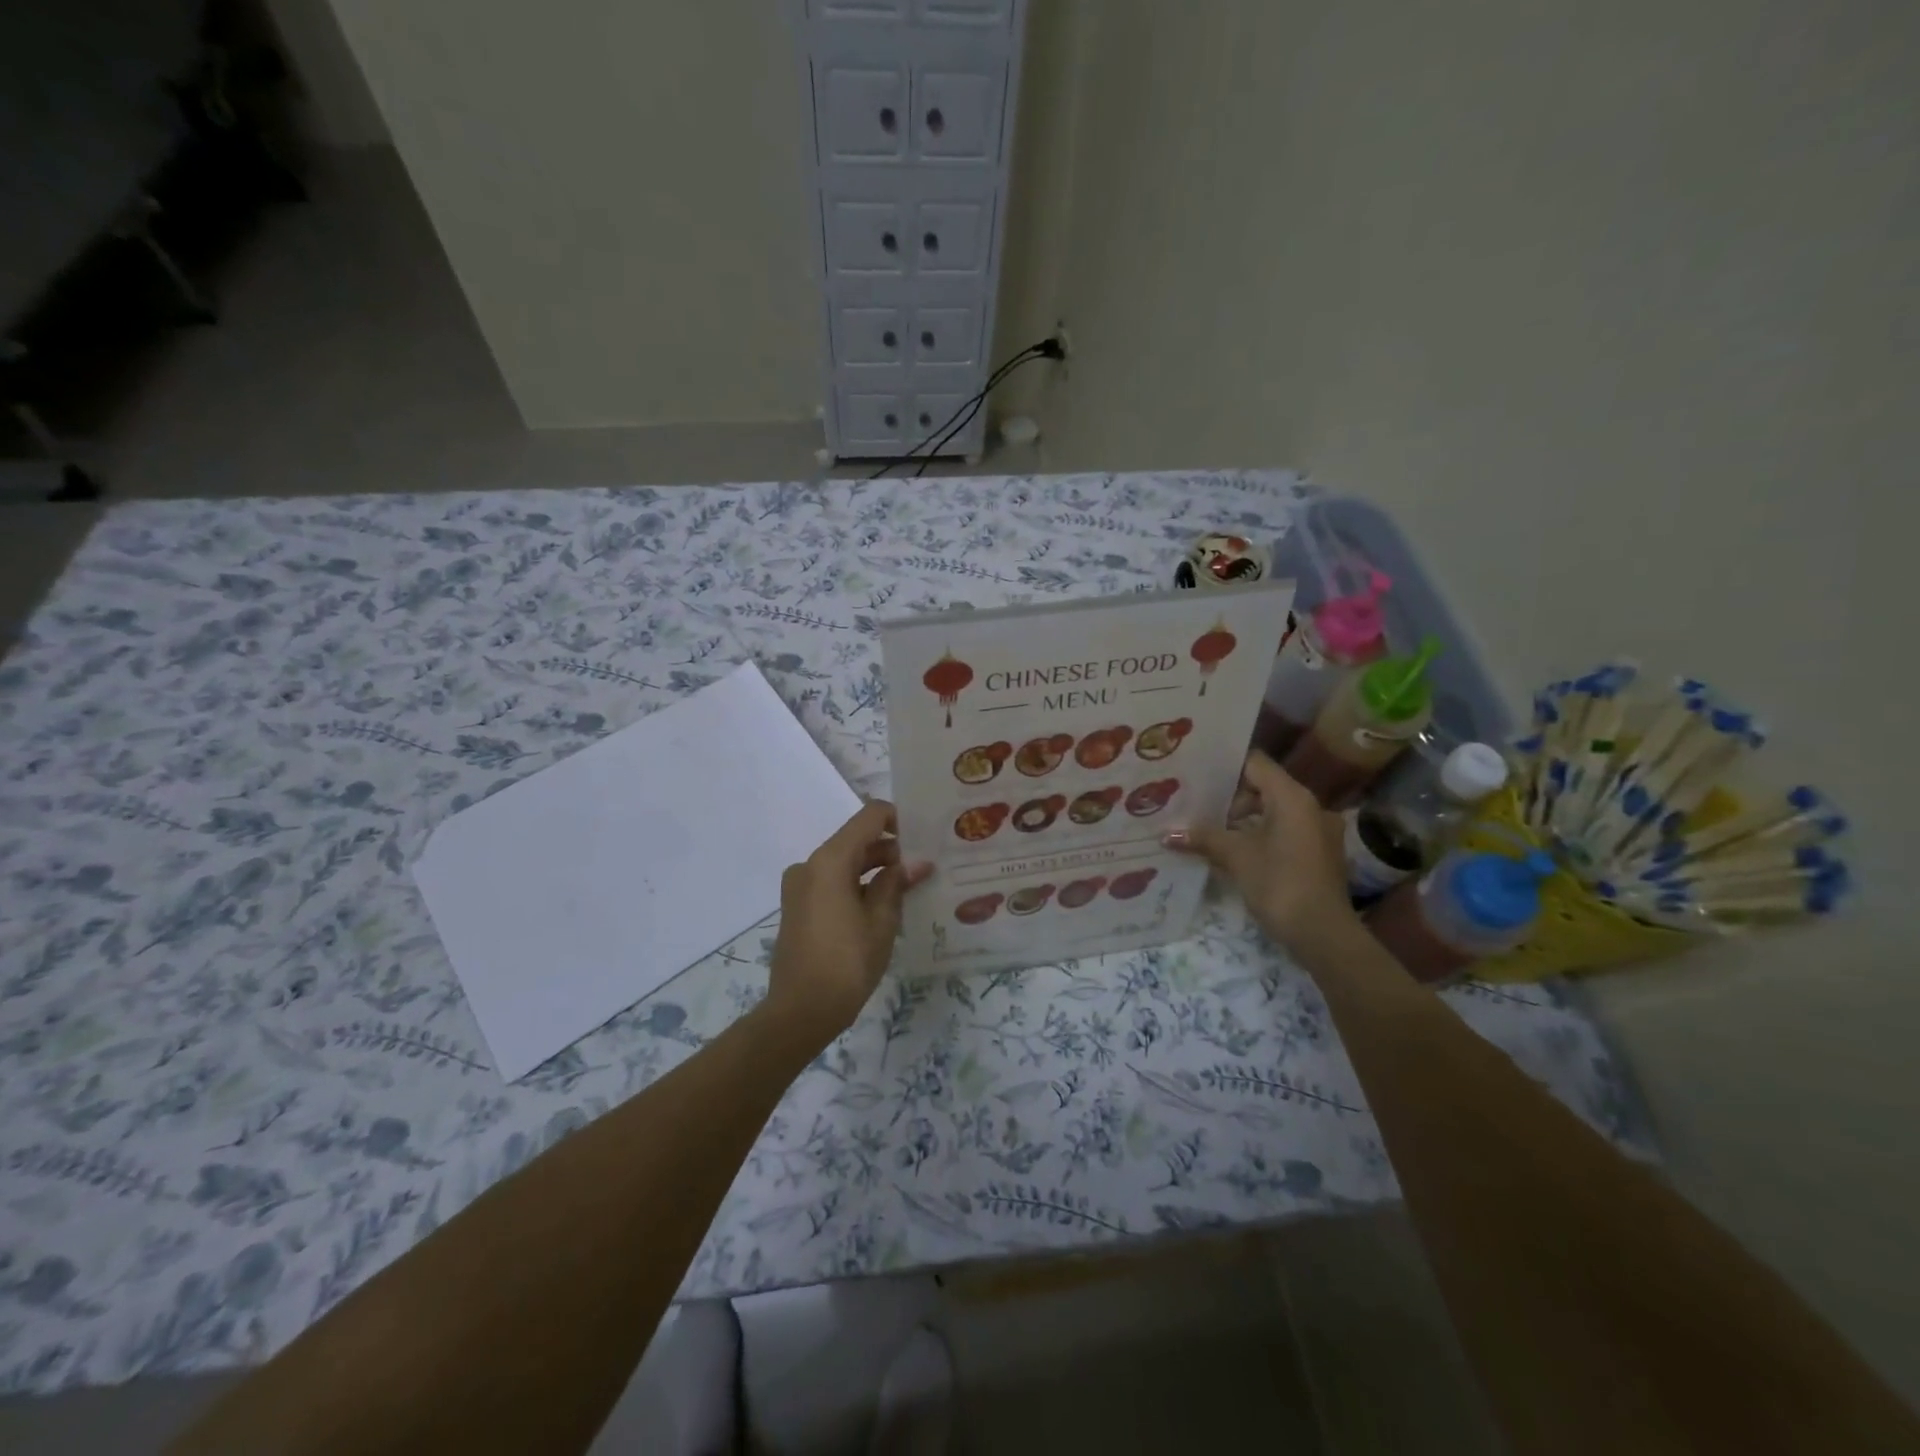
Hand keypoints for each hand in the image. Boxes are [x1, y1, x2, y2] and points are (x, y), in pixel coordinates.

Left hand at [765, 801, 931, 1045]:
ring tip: (910, 886)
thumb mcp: (881, 921)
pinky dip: (857, 885)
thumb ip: (897, 883)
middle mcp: (810, 864)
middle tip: (926, 865)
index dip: (898, 819)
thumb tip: (916, 863)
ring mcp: (800, 886)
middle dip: (891, 849)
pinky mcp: (798, 906)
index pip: (869, 817)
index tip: (924, 836)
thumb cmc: (846, 962)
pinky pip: (832, 882)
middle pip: (856, 840)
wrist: (800, 1012)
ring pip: (844, 863)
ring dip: (875, 869)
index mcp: (830, 860)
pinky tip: (884, 904)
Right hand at [1164, 751, 1357, 955]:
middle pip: (1264, 788)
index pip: (1255, 764)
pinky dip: (1260, 836)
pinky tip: (1235, 852)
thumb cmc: (1279, 883)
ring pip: (1274, 812)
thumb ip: (1204, 838)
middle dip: (1230, 798)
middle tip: (1196, 806)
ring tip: (1210, 830)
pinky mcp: (1319, 854)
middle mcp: (1311, 806)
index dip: (1225, 767)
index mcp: (1293, 797)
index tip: (1196, 775)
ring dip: (1244, 820)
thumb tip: (1167, 833)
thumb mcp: (1236, 857)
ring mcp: (1318, 831)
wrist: (1323, 934)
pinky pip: (1285, 832)